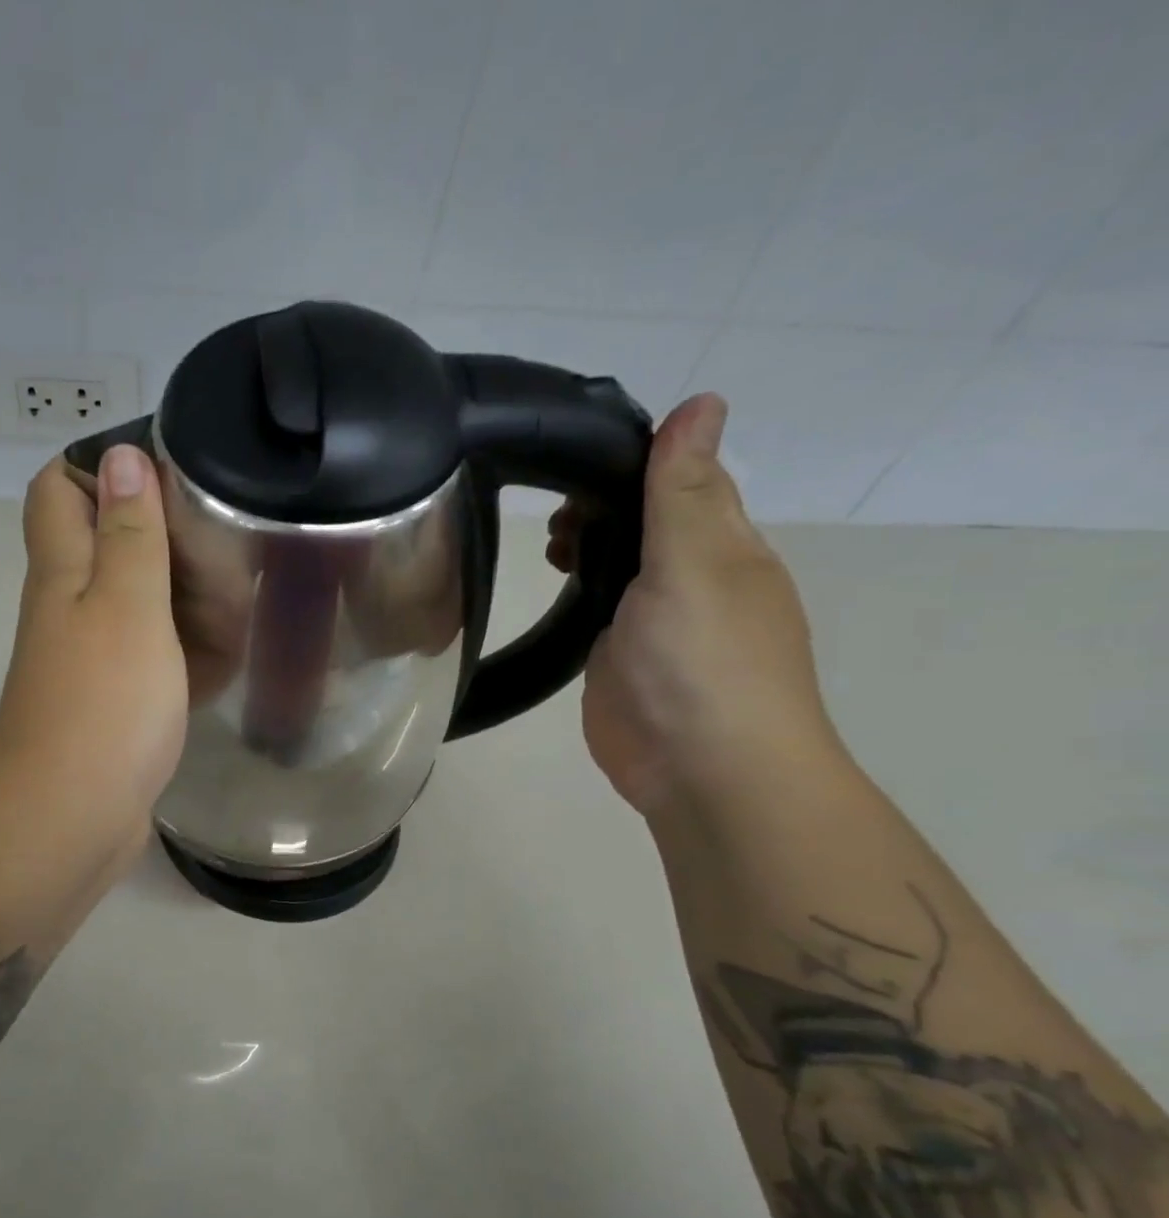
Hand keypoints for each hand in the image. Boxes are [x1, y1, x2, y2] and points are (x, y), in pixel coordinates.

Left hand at [0, 445, 187, 875]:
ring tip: (243, 597)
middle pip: (109, 546)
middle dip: (164, 537)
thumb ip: (129, 534)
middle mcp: (70, 608)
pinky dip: (186, 654)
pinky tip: (229, 656)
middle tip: (226, 543)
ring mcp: (92, 661)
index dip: (103, 466)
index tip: (172, 471)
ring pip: (139, 606)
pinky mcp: (114, 705)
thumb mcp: (127, 606)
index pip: (60, 488)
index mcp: (64, 571)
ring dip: (184, 599)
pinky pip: (153, 662)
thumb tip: (121, 455)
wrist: (69, 821)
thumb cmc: (102, 705)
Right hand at [547, 394, 842, 816]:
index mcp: (722, 544)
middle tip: (549, 516)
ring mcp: (653, 621)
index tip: (572, 454)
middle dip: (599, 507)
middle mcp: (691, 576)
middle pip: (644, 520)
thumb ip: (682, 491)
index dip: (635, 459)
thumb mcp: (693, 564)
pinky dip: (577, 589)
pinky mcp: (619, 658)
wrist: (699, 769)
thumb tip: (703, 400)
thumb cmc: (703, 661)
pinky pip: (598, 610)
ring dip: (586, 546)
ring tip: (544, 547)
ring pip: (619, 564)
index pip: (682, 479)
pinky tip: (550, 583)